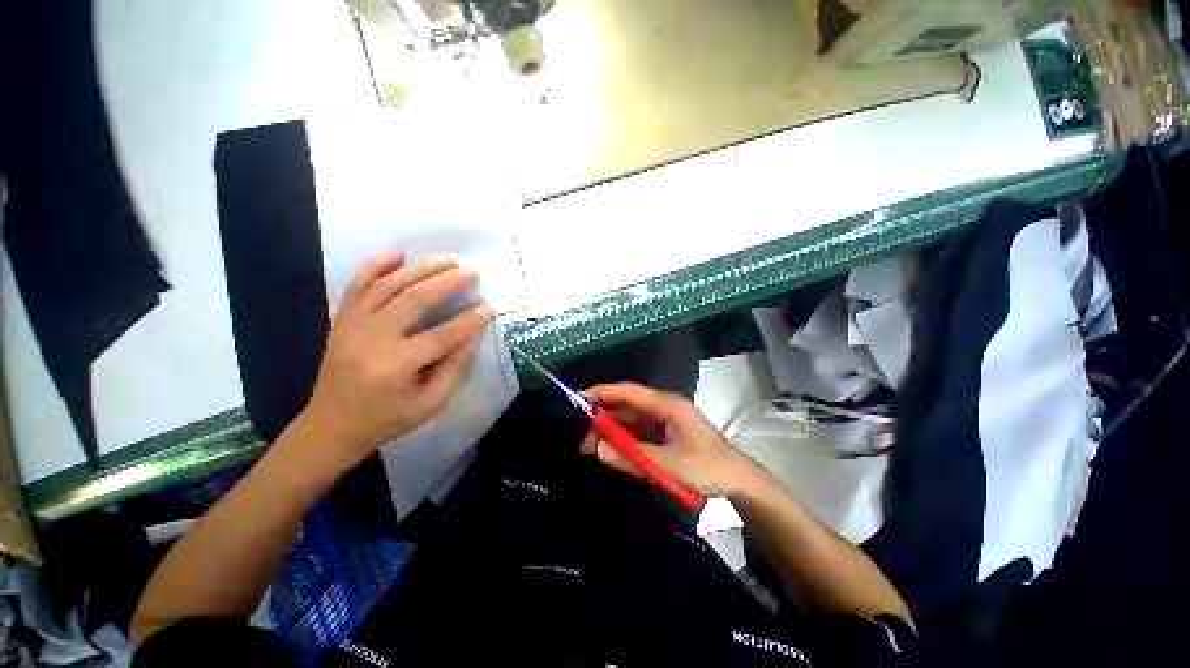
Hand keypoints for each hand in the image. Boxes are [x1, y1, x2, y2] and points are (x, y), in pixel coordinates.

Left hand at [300, 249, 491, 467]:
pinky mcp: (342, 320)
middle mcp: (372, 339)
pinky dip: (376, 265)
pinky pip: (358, 285)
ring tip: (447, 259)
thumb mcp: (430, 404)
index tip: (488, 306)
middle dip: (447, 282)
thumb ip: (454, 368)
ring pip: (389, 286)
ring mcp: (352, 326)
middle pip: (414, 300)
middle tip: (471, 271)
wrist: (331, 425)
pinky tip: (397, 252)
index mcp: (396, 366)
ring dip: (421, 269)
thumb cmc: (386, 419)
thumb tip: (472, 335)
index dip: (468, 321)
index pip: (441, 336)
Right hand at [579, 383, 758, 497]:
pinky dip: (623, 441)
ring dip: (611, 432)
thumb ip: (633, 456)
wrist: (740, 481)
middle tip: (583, 442)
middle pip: (626, 406)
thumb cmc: (709, 468)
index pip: (628, 391)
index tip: (578, 401)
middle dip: (602, 419)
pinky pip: (638, 433)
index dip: (602, 393)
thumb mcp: (670, 464)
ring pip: (630, 420)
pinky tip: (613, 452)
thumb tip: (598, 448)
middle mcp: (662, 408)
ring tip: (592, 450)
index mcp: (666, 405)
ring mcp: (663, 421)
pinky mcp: (664, 435)